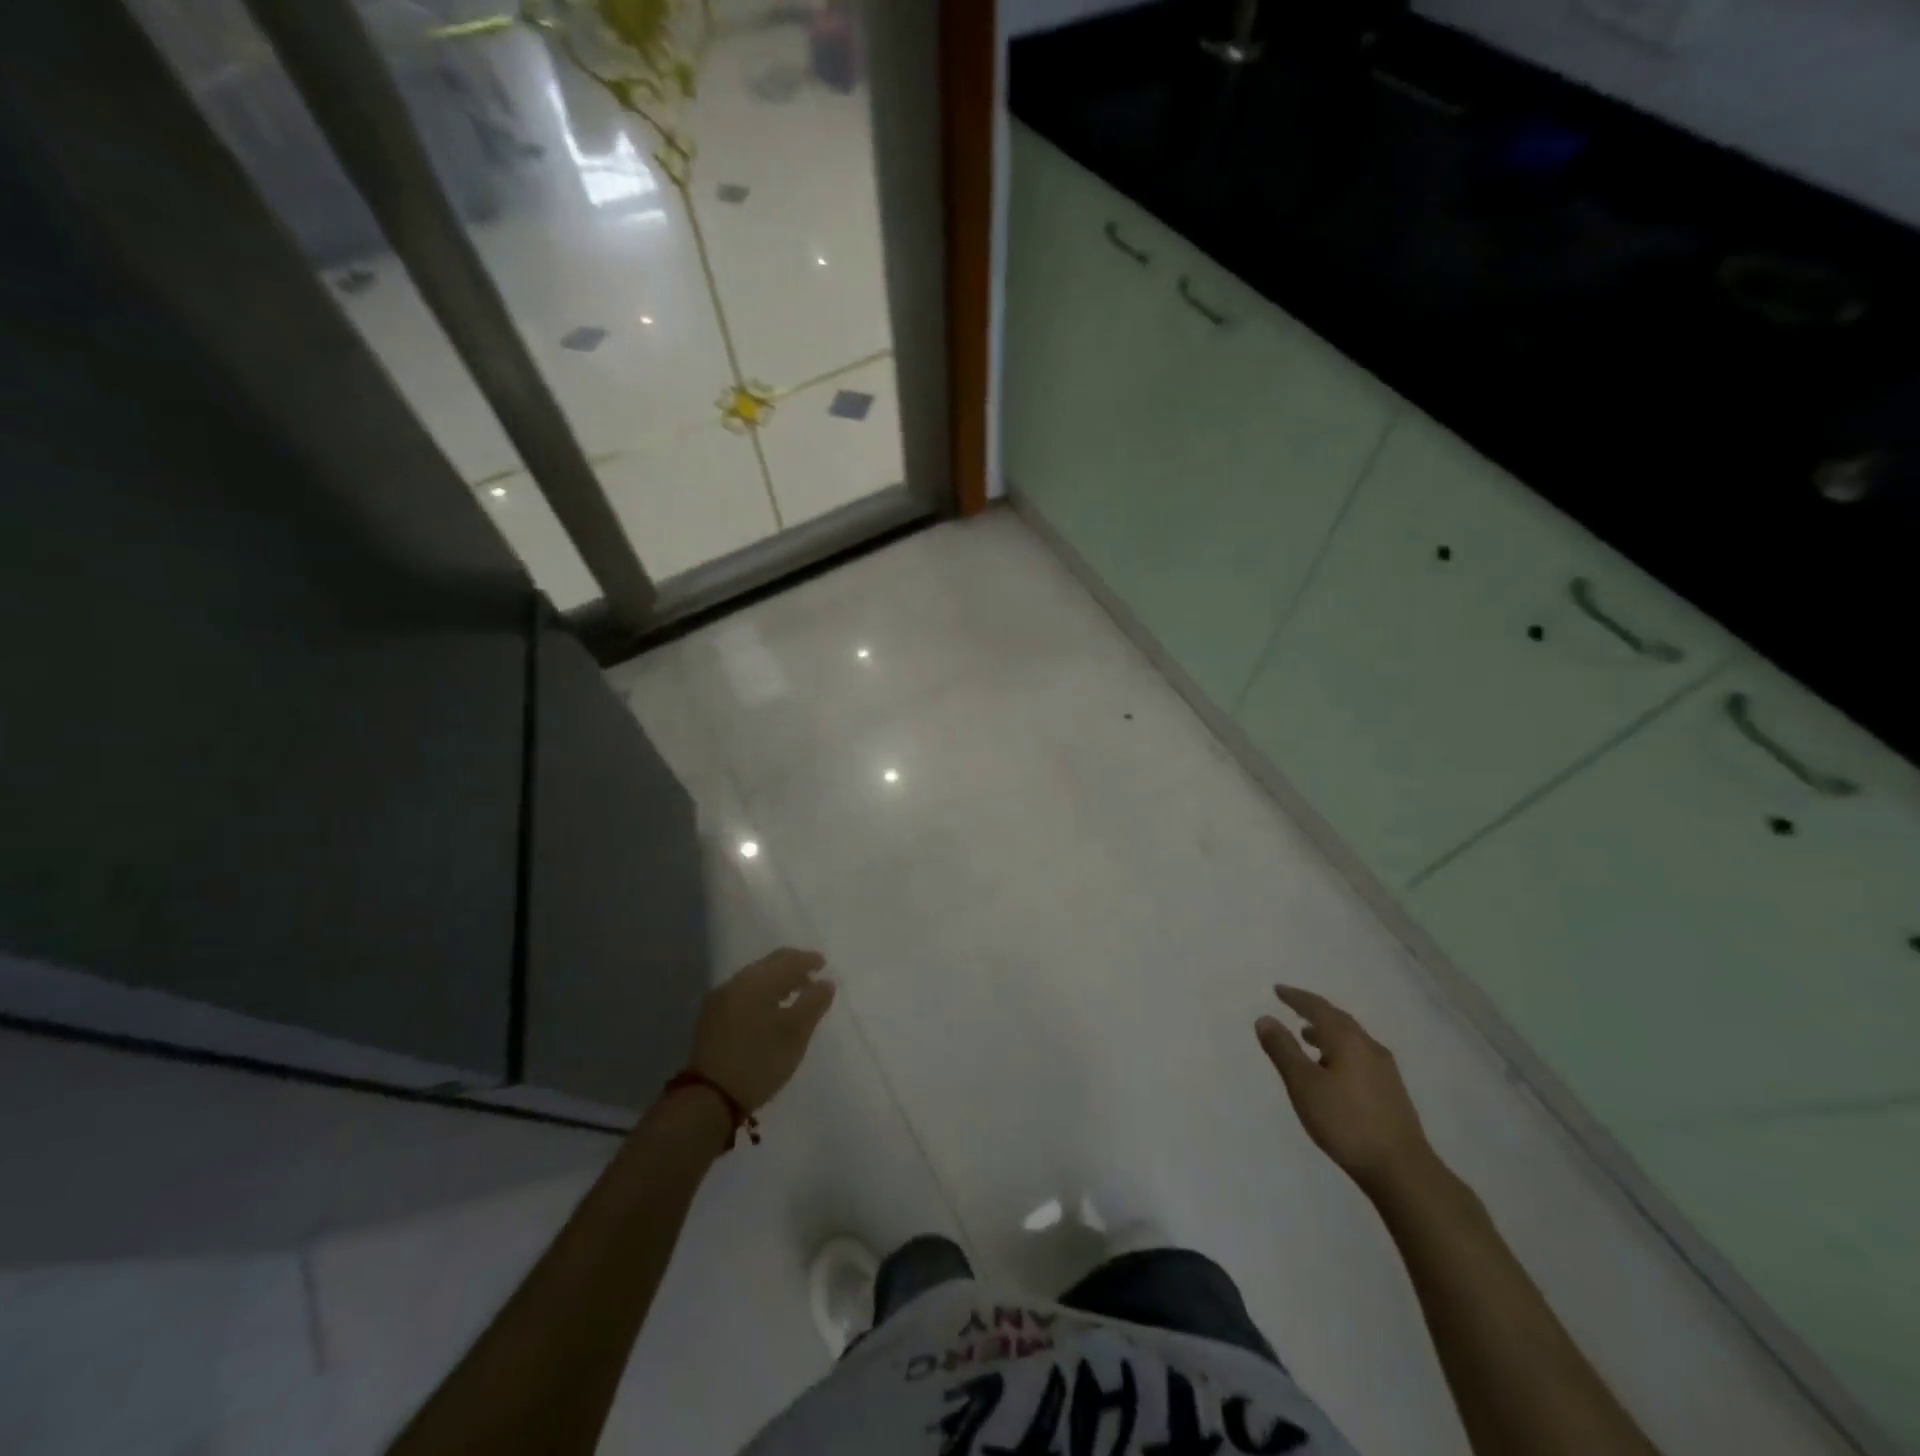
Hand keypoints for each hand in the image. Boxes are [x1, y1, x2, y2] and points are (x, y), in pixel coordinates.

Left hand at [690, 948, 835, 1112]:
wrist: (708, 1099)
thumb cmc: (759, 1062)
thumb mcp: (795, 1034)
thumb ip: (814, 1003)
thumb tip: (826, 982)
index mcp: (756, 981)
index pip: (786, 959)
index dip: (808, 959)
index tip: (824, 965)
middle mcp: (735, 983)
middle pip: (768, 965)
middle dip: (792, 967)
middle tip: (811, 978)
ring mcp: (719, 1000)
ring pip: (754, 979)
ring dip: (776, 981)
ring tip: (794, 994)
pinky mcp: (711, 1018)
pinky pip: (743, 993)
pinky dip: (761, 994)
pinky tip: (769, 1010)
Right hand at [1257, 985, 1437, 1197]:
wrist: (1402, 1170)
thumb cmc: (1346, 1122)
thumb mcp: (1304, 1084)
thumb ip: (1283, 1050)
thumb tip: (1265, 1018)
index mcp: (1347, 1040)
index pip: (1318, 1008)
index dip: (1296, 998)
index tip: (1278, 990)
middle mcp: (1369, 1047)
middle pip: (1338, 1019)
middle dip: (1314, 1010)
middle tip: (1292, 1006)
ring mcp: (1385, 1070)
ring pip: (1351, 1038)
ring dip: (1327, 1032)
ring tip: (1307, 1037)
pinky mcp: (1391, 1091)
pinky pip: (1359, 1055)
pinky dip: (1340, 1050)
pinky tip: (1333, 1069)